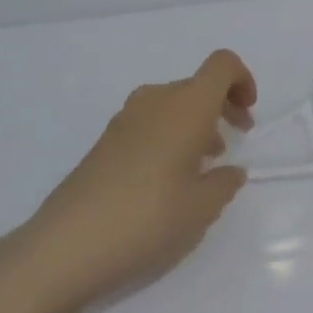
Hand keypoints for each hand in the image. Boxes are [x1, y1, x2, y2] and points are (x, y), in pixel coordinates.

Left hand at [20, 49, 257, 308]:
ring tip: (202, 166)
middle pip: (198, 85)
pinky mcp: (104, 142)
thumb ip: (225, 182)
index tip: (247, 114)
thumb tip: (228, 171)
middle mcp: (156, 101)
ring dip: (195, 123)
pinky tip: (167, 180)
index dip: (243, 80)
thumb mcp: (203, 208)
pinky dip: (169, 136)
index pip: (223, 65)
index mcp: (187, 106)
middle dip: (222, 106)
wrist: (65, 247)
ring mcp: (125, 120)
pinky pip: (149, 123)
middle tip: (235, 141)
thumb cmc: (148, 219)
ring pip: (172, 104)